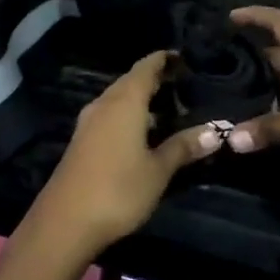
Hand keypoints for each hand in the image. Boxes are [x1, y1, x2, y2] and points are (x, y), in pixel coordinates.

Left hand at [28, 51, 222, 255]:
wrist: (65, 222)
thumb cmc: (118, 190)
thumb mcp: (158, 170)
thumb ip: (183, 147)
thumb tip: (214, 132)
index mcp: (124, 102)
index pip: (145, 67)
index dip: (164, 60)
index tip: (184, 58)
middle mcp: (103, 104)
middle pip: (130, 81)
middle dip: (155, 80)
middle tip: (184, 85)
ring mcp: (89, 123)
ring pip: (118, 100)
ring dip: (141, 100)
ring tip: (171, 108)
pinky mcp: (82, 142)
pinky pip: (110, 117)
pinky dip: (129, 116)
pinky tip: (144, 133)